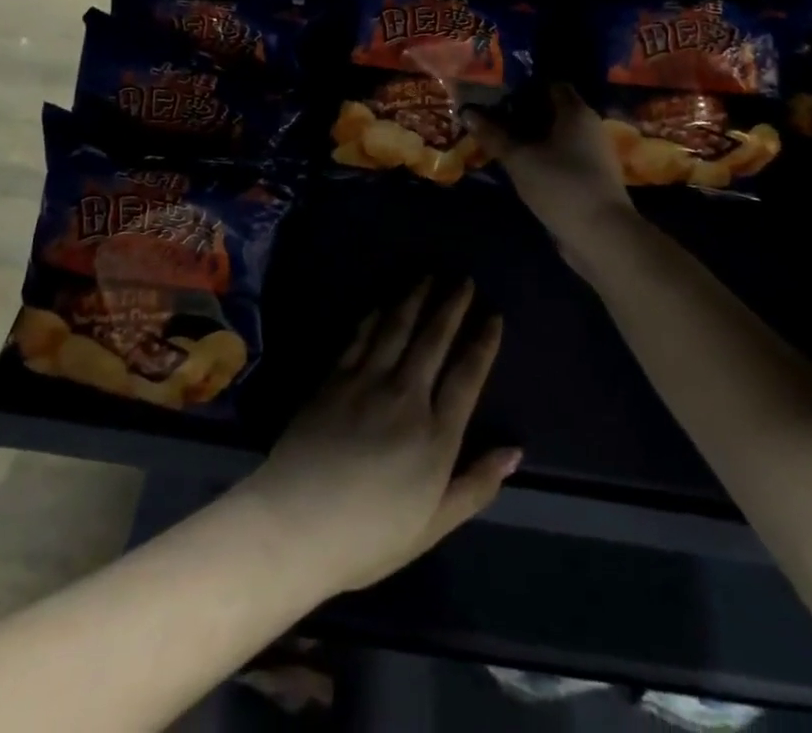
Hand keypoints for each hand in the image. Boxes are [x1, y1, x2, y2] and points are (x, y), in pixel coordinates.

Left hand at [236, 279, 518, 596]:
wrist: (296, 524)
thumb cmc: (369, 536)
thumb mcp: (434, 525)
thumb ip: (476, 485)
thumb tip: (515, 450)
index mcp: (435, 435)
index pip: (467, 376)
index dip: (482, 343)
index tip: (493, 316)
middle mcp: (405, 397)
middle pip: (434, 340)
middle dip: (452, 307)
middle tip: (463, 281)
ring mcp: (366, 382)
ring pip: (397, 329)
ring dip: (415, 299)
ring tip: (428, 277)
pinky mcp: (334, 379)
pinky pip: (359, 337)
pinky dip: (374, 316)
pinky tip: (382, 304)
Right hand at [464, 84, 633, 246]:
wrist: (602, 235)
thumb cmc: (561, 184)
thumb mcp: (519, 158)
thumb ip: (493, 135)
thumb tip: (467, 113)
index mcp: (576, 112)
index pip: (550, 85)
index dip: (523, 86)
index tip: (497, 93)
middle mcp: (588, 127)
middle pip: (552, 111)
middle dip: (522, 113)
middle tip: (491, 117)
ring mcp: (592, 155)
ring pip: (556, 137)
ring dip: (530, 138)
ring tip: (499, 141)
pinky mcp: (590, 179)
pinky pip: (561, 158)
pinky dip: (541, 157)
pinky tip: (519, 166)